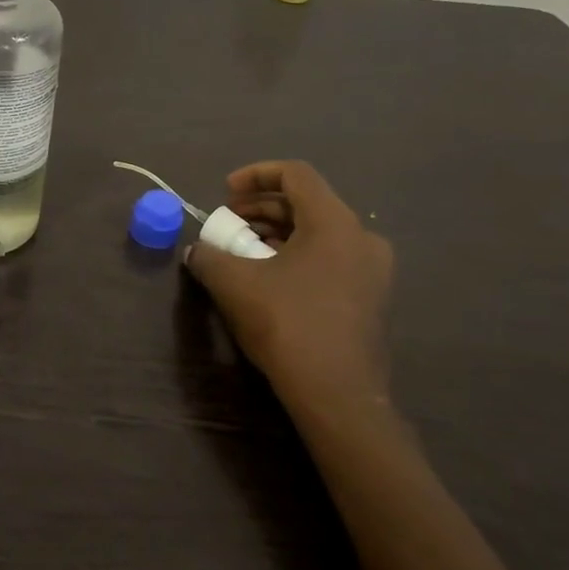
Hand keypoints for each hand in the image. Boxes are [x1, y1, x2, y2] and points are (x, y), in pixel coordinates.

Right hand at [185, 160, 394, 426]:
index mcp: (334, 222)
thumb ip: (209, 257)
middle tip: (228, 224)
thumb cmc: (288, 325)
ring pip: (318, 234)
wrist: (338, 395)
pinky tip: (269, 280)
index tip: (226, 193)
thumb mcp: (234, 284)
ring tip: (243, 252)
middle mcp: (361, 238)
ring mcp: (372, 271)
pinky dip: (296, 256)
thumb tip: (196, 251)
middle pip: (306, 204)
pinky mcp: (371, 299)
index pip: (296, 174)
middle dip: (261, 209)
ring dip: (276, 234)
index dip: (255, 175)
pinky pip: (330, 259)